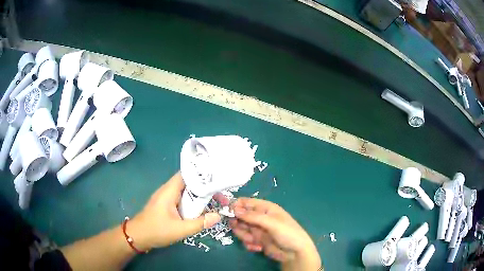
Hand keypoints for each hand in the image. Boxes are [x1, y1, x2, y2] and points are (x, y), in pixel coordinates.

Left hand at [128, 172, 220, 250]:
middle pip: (188, 183)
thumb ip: (199, 223)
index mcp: (169, 191)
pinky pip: (182, 199)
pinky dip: (192, 202)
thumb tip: (218, 216)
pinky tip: (201, 209)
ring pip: (186, 192)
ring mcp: (166, 198)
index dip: (201, 174)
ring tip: (215, 201)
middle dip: (204, 187)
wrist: (138, 237)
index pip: (186, 174)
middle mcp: (168, 191)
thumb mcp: (180, 229)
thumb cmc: (156, 231)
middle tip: (220, 194)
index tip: (216, 178)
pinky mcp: (167, 205)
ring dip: (199, 196)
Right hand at [230, 198, 321, 270]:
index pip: (246, 202)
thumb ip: (253, 216)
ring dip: (244, 236)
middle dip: (239, 225)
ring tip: (254, 241)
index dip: (235, 205)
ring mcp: (257, 229)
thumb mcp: (272, 223)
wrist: (295, 253)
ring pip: (241, 229)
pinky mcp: (257, 240)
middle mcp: (260, 217)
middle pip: (240, 217)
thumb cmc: (288, 233)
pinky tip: (258, 247)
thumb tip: (234, 209)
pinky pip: (245, 240)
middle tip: (242, 230)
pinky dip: (249, 244)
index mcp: (265, 208)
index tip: (226, 212)